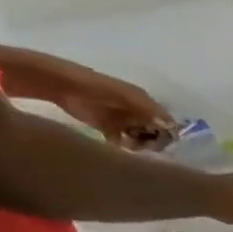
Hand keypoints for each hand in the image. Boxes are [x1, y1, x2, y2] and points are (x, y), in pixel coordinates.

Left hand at [52, 68, 171, 144]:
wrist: (59, 85)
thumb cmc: (95, 90)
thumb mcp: (126, 97)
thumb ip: (149, 111)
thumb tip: (173, 127)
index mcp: (145, 101)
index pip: (166, 122)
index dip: (167, 134)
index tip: (161, 145)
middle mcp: (138, 110)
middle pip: (156, 132)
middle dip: (153, 141)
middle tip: (142, 147)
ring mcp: (123, 119)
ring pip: (141, 138)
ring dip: (139, 144)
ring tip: (128, 146)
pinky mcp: (108, 127)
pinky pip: (125, 141)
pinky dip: (124, 145)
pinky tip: (117, 144)